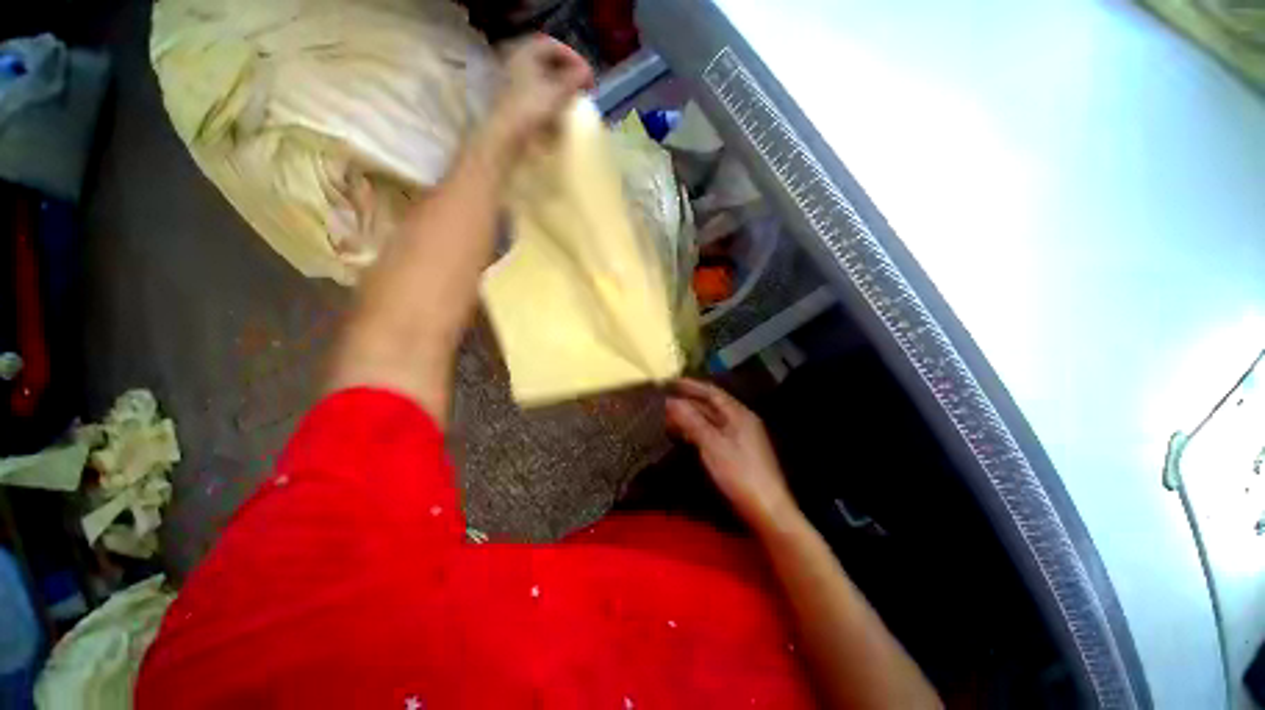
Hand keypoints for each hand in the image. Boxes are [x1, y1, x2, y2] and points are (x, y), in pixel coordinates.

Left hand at [484, 35, 593, 158]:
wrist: (506, 135)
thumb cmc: (531, 109)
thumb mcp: (558, 91)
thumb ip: (575, 78)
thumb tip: (587, 72)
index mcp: (526, 51)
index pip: (555, 46)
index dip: (575, 59)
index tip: (588, 76)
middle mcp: (517, 60)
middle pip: (547, 61)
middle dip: (567, 72)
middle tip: (582, 86)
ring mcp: (513, 80)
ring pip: (542, 77)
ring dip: (559, 85)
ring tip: (573, 98)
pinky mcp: (514, 100)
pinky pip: (536, 92)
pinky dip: (549, 97)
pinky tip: (558, 109)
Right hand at [666, 379, 795, 528]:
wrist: (766, 509)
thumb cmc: (739, 473)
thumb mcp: (712, 444)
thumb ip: (692, 421)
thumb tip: (671, 402)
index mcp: (739, 414)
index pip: (713, 393)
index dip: (692, 386)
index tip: (671, 382)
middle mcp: (741, 421)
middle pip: (712, 406)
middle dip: (688, 403)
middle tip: (665, 402)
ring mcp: (741, 437)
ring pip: (712, 421)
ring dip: (691, 417)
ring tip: (669, 418)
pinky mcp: (738, 452)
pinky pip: (714, 434)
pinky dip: (698, 431)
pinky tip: (686, 436)